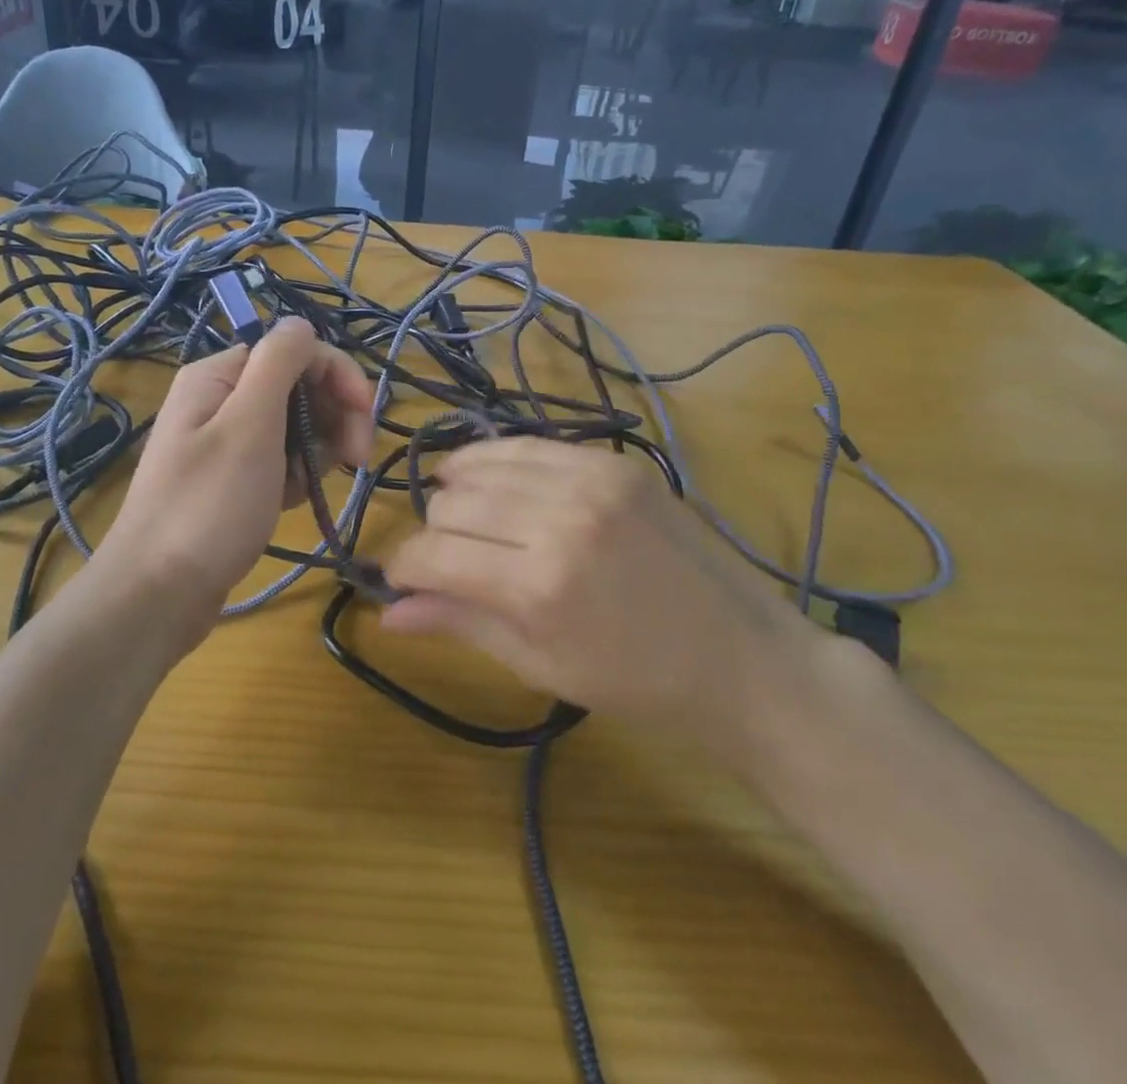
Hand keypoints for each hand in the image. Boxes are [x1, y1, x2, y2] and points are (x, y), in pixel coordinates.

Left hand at [97, 317, 373, 653]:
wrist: (156, 594)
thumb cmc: (208, 507)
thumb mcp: (249, 426)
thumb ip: (278, 363)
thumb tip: (302, 322)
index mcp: (220, 376)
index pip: (296, 352)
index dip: (338, 379)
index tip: (365, 422)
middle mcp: (219, 399)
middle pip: (297, 387)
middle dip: (333, 417)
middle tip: (354, 461)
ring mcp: (223, 441)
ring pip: (293, 426)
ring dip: (316, 450)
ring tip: (312, 487)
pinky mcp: (229, 479)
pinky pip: (278, 460)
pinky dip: (294, 476)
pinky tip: (293, 501)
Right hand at [380, 437, 818, 739]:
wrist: (739, 653)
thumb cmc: (635, 680)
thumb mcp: (539, 664)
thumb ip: (459, 622)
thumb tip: (387, 612)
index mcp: (538, 585)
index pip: (432, 554)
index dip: (403, 567)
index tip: (401, 580)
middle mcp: (559, 518)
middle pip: (451, 504)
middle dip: (433, 535)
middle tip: (447, 561)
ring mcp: (590, 479)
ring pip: (481, 464)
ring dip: (459, 492)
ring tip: (466, 518)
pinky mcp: (613, 461)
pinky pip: (527, 445)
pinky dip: (498, 464)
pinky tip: (497, 485)